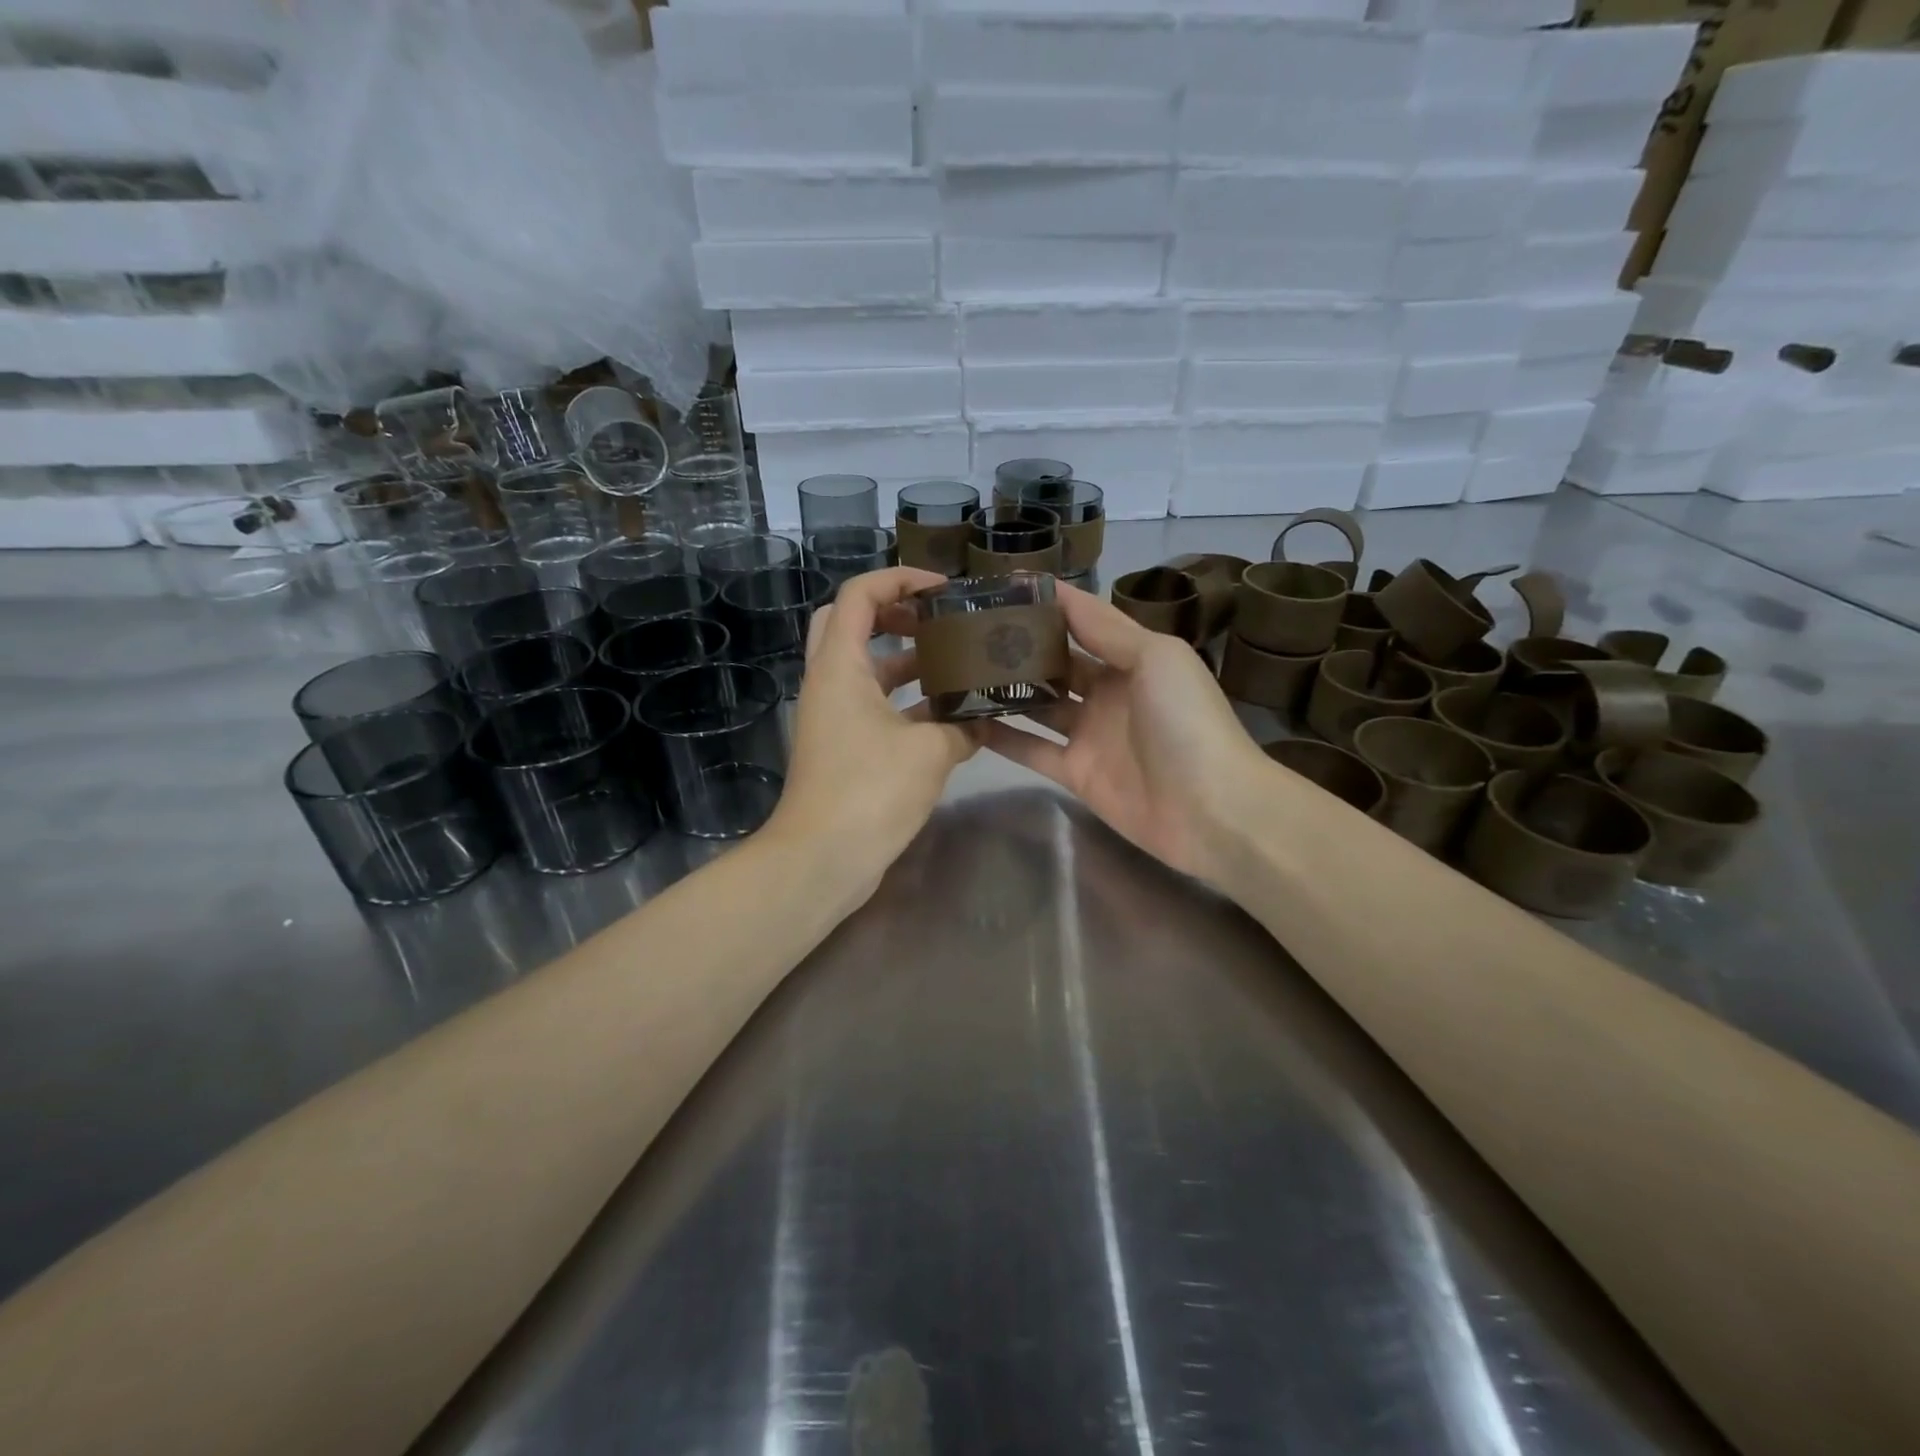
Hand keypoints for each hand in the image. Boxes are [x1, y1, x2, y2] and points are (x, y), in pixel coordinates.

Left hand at [764, 566, 975, 903]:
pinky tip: (947, 714)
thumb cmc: (870, 792)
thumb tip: (984, 720)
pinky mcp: (842, 746)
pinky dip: (905, 701)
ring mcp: (832, 716)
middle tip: (938, 620)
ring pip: (865, 668)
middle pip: (852, 622)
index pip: (860, 594)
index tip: (944, 591)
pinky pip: (873, 705)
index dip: (901, 579)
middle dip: (895, 612)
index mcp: (840, 666)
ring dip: (905, 660)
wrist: (822, 859)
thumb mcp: (930, 752)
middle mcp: (829, 682)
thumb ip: (963, 726)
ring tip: (955, 661)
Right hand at [971, 581, 1267, 887]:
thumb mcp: (1155, 656)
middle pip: (1056, 663)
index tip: (1000, 588)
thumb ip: (1105, 628)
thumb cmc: (1187, 720)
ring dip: (1005, 689)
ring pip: (1039, 705)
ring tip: (957, 671)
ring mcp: (1090, 735)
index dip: (1046, 604)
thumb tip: (1058, 594)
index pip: (1082, 622)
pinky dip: (1003, 737)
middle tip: (966, 631)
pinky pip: (1032, 749)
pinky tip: (966, 722)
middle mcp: (1108, 692)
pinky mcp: (1076, 773)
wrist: (1211, 808)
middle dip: (1018, 646)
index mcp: (1133, 658)